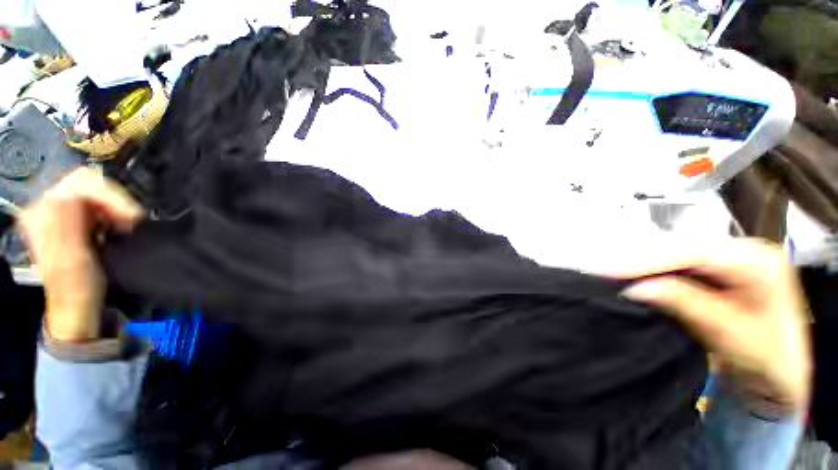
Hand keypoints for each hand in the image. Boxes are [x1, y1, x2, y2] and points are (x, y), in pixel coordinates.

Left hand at [20, 168, 142, 342]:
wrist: (80, 308)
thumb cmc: (77, 289)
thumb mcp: (71, 261)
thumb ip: (66, 225)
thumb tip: (71, 192)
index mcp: (41, 214)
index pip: (79, 182)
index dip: (109, 195)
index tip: (131, 218)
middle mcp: (48, 208)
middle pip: (88, 184)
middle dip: (115, 201)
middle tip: (132, 223)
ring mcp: (63, 213)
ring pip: (96, 192)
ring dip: (117, 208)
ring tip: (127, 227)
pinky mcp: (76, 220)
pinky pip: (100, 204)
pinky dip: (115, 212)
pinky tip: (119, 227)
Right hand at [618, 238, 811, 414]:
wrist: (783, 375)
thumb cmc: (768, 359)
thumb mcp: (729, 332)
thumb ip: (685, 303)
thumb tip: (634, 288)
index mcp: (757, 260)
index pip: (692, 252)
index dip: (646, 259)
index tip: (607, 270)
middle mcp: (741, 249)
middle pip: (679, 247)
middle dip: (638, 258)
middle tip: (600, 270)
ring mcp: (727, 257)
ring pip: (673, 253)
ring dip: (640, 263)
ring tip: (609, 272)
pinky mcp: (715, 269)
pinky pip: (675, 264)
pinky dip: (650, 270)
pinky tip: (631, 275)